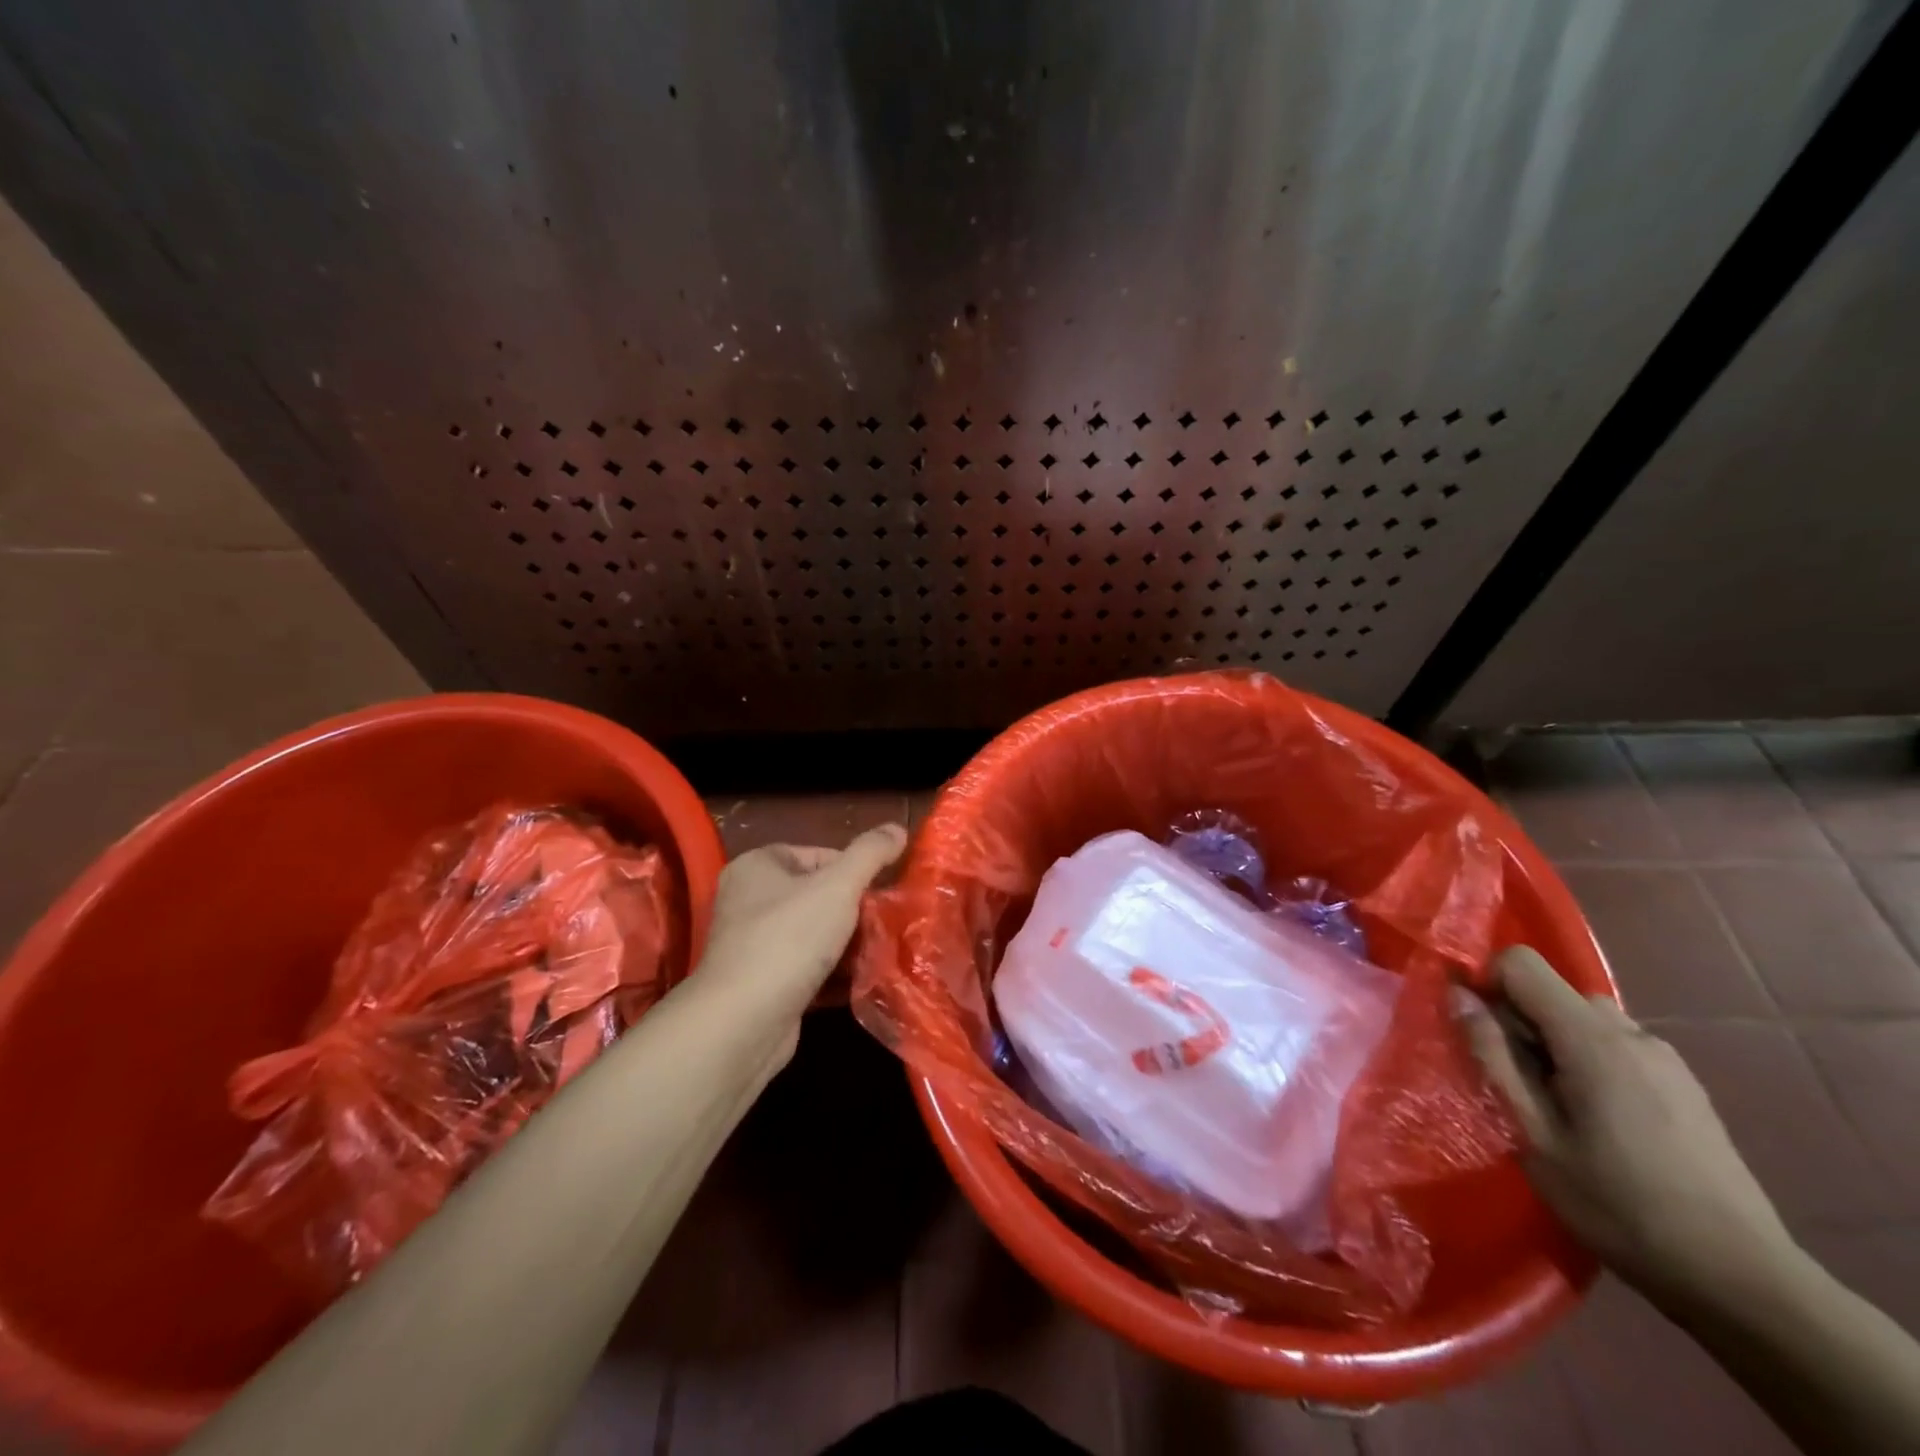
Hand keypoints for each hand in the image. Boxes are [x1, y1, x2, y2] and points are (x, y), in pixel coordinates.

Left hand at [691, 825, 907, 1055]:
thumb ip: (870, 853)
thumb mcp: (838, 886)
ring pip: (815, 934)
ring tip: (882, 951)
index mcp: (757, 866)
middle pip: (817, 895)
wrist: (744, 1021)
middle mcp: (748, 900)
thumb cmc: (789, 938)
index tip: (882, 893)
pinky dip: (833, 972)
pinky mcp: (763, 983)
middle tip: (886, 924)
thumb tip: (898, 828)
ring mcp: (753, 945)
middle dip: (854, 910)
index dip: (854, 871)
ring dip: (847, 943)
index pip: (818, 855)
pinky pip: (807, 967)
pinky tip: (863, 980)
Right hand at [1463, 945, 1796, 1303]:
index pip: (1521, 963)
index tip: (1479, 1034)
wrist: (1742, 1281)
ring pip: (1584, 1019)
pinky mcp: (1684, 1084)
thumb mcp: (1532, 1134)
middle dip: (1521, 1023)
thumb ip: (1491, 1055)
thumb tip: (1459, 995)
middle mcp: (1631, 1033)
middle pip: (1552, 991)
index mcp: (1592, 1039)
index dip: (1487, 984)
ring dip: (1555, 1044)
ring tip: (1558, 1108)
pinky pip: (1616, 1046)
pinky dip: (1589, 1062)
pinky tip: (1601, 1123)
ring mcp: (1665, 1059)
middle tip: (1518, 1086)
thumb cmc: (1618, 1205)